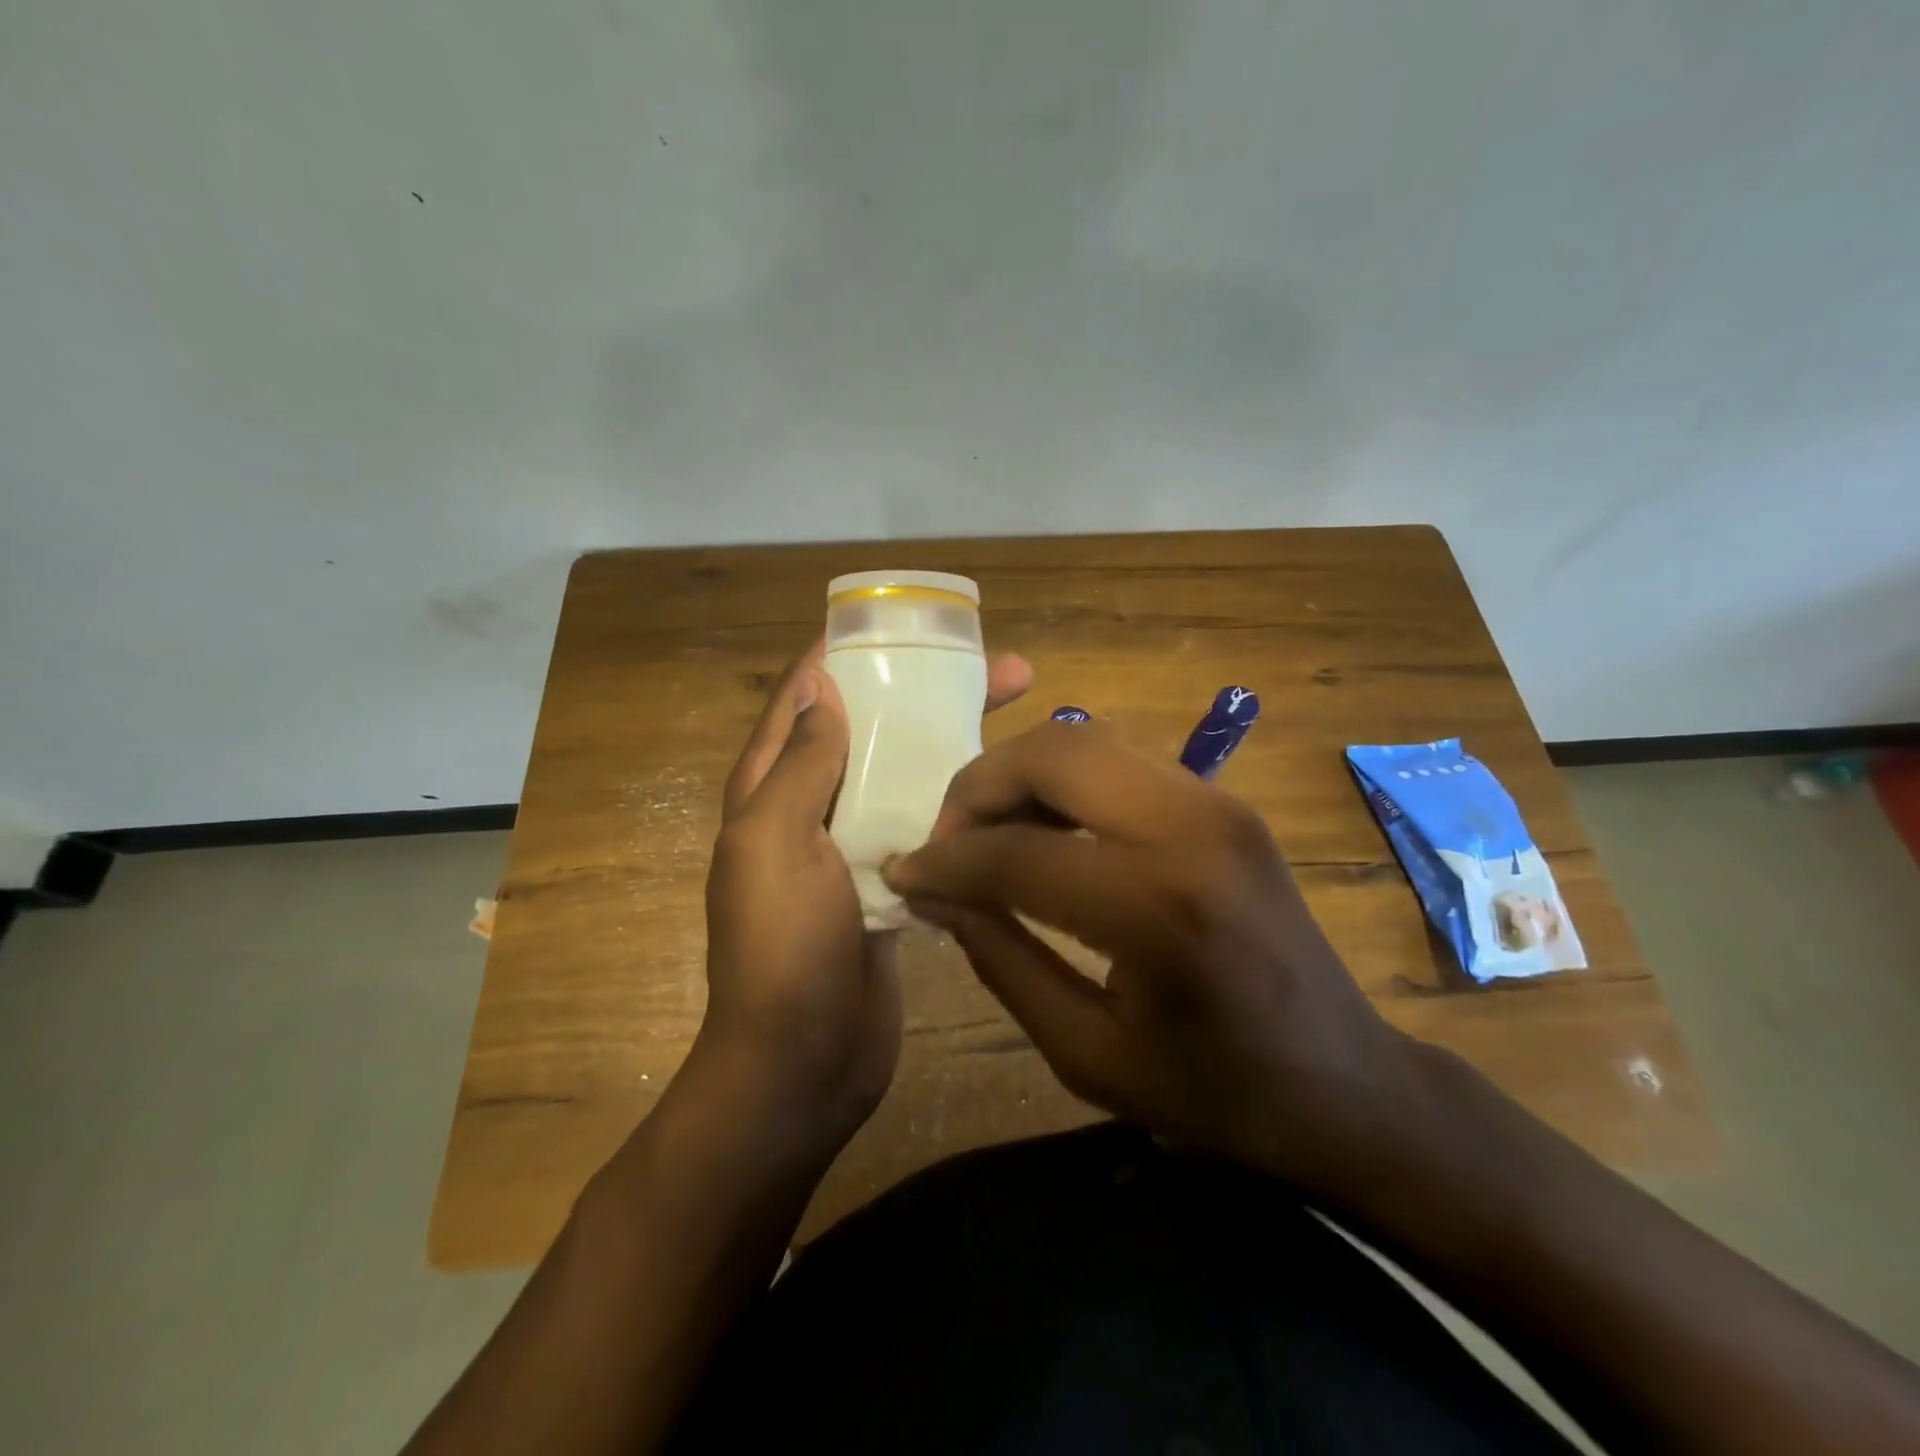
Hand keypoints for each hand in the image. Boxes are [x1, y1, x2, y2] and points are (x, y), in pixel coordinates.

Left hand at [696, 640, 1032, 1162]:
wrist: (802, 1063)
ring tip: (1020, 718)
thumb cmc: (781, 948)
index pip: (808, 693)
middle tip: (1007, 672)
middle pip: (871, 728)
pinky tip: (1009, 789)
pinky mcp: (892, 881)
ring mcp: (854, 846)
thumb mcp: (774, 843)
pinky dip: (958, 800)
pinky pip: (924, 824)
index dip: (853, 651)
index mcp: (771, 787)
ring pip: (904, 774)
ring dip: (952, 743)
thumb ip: (799, 763)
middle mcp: (811, 807)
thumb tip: (822, 682)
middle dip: (929, 693)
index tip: (915, 625)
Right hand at [882, 719, 1414, 1191]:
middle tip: (947, 841)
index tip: (903, 874)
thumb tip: (932, 892)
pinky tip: (1044, 828)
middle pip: (1053, 753)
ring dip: (1019, 775)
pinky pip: (1118, 758)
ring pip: (1084, 739)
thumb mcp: (1086, 1053)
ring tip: (988, 833)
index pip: (1017, 853)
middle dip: (978, 787)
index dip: (945, 862)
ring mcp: (1216, 800)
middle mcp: (1193, 827)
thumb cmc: (1215, 1093)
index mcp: (1160, 907)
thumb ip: (999, 959)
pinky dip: (1063, 779)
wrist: (1345, 1081)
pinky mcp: (1223, 798)